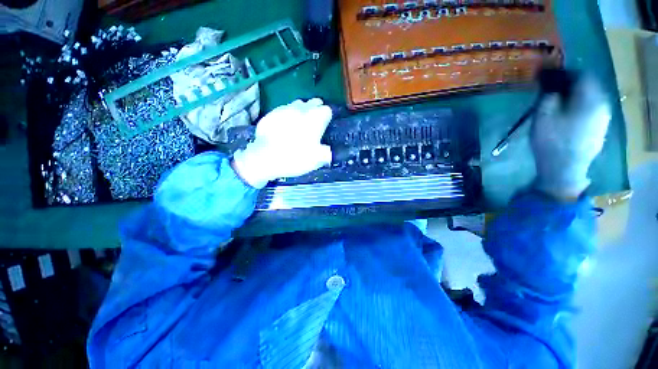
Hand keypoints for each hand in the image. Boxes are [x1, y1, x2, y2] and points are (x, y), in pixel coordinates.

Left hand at [232, 98, 332, 187]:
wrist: (265, 157)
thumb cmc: (295, 157)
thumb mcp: (317, 160)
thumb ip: (327, 152)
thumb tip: (328, 150)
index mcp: (315, 118)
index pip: (327, 110)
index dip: (327, 118)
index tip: (325, 126)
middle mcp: (301, 108)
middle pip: (314, 102)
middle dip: (316, 110)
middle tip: (313, 124)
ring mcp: (285, 108)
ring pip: (298, 104)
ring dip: (302, 111)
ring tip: (298, 124)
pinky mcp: (271, 112)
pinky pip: (284, 110)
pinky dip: (287, 116)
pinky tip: (283, 128)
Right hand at [531, 76, 610, 198]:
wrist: (565, 169)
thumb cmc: (552, 141)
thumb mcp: (543, 115)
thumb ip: (549, 96)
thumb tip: (553, 87)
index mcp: (590, 98)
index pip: (581, 74)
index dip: (565, 73)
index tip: (550, 76)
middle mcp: (602, 104)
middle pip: (589, 86)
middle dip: (571, 85)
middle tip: (553, 90)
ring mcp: (603, 118)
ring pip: (591, 99)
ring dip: (576, 97)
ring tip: (560, 103)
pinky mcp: (600, 129)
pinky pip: (592, 111)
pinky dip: (580, 108)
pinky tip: (568, 116)